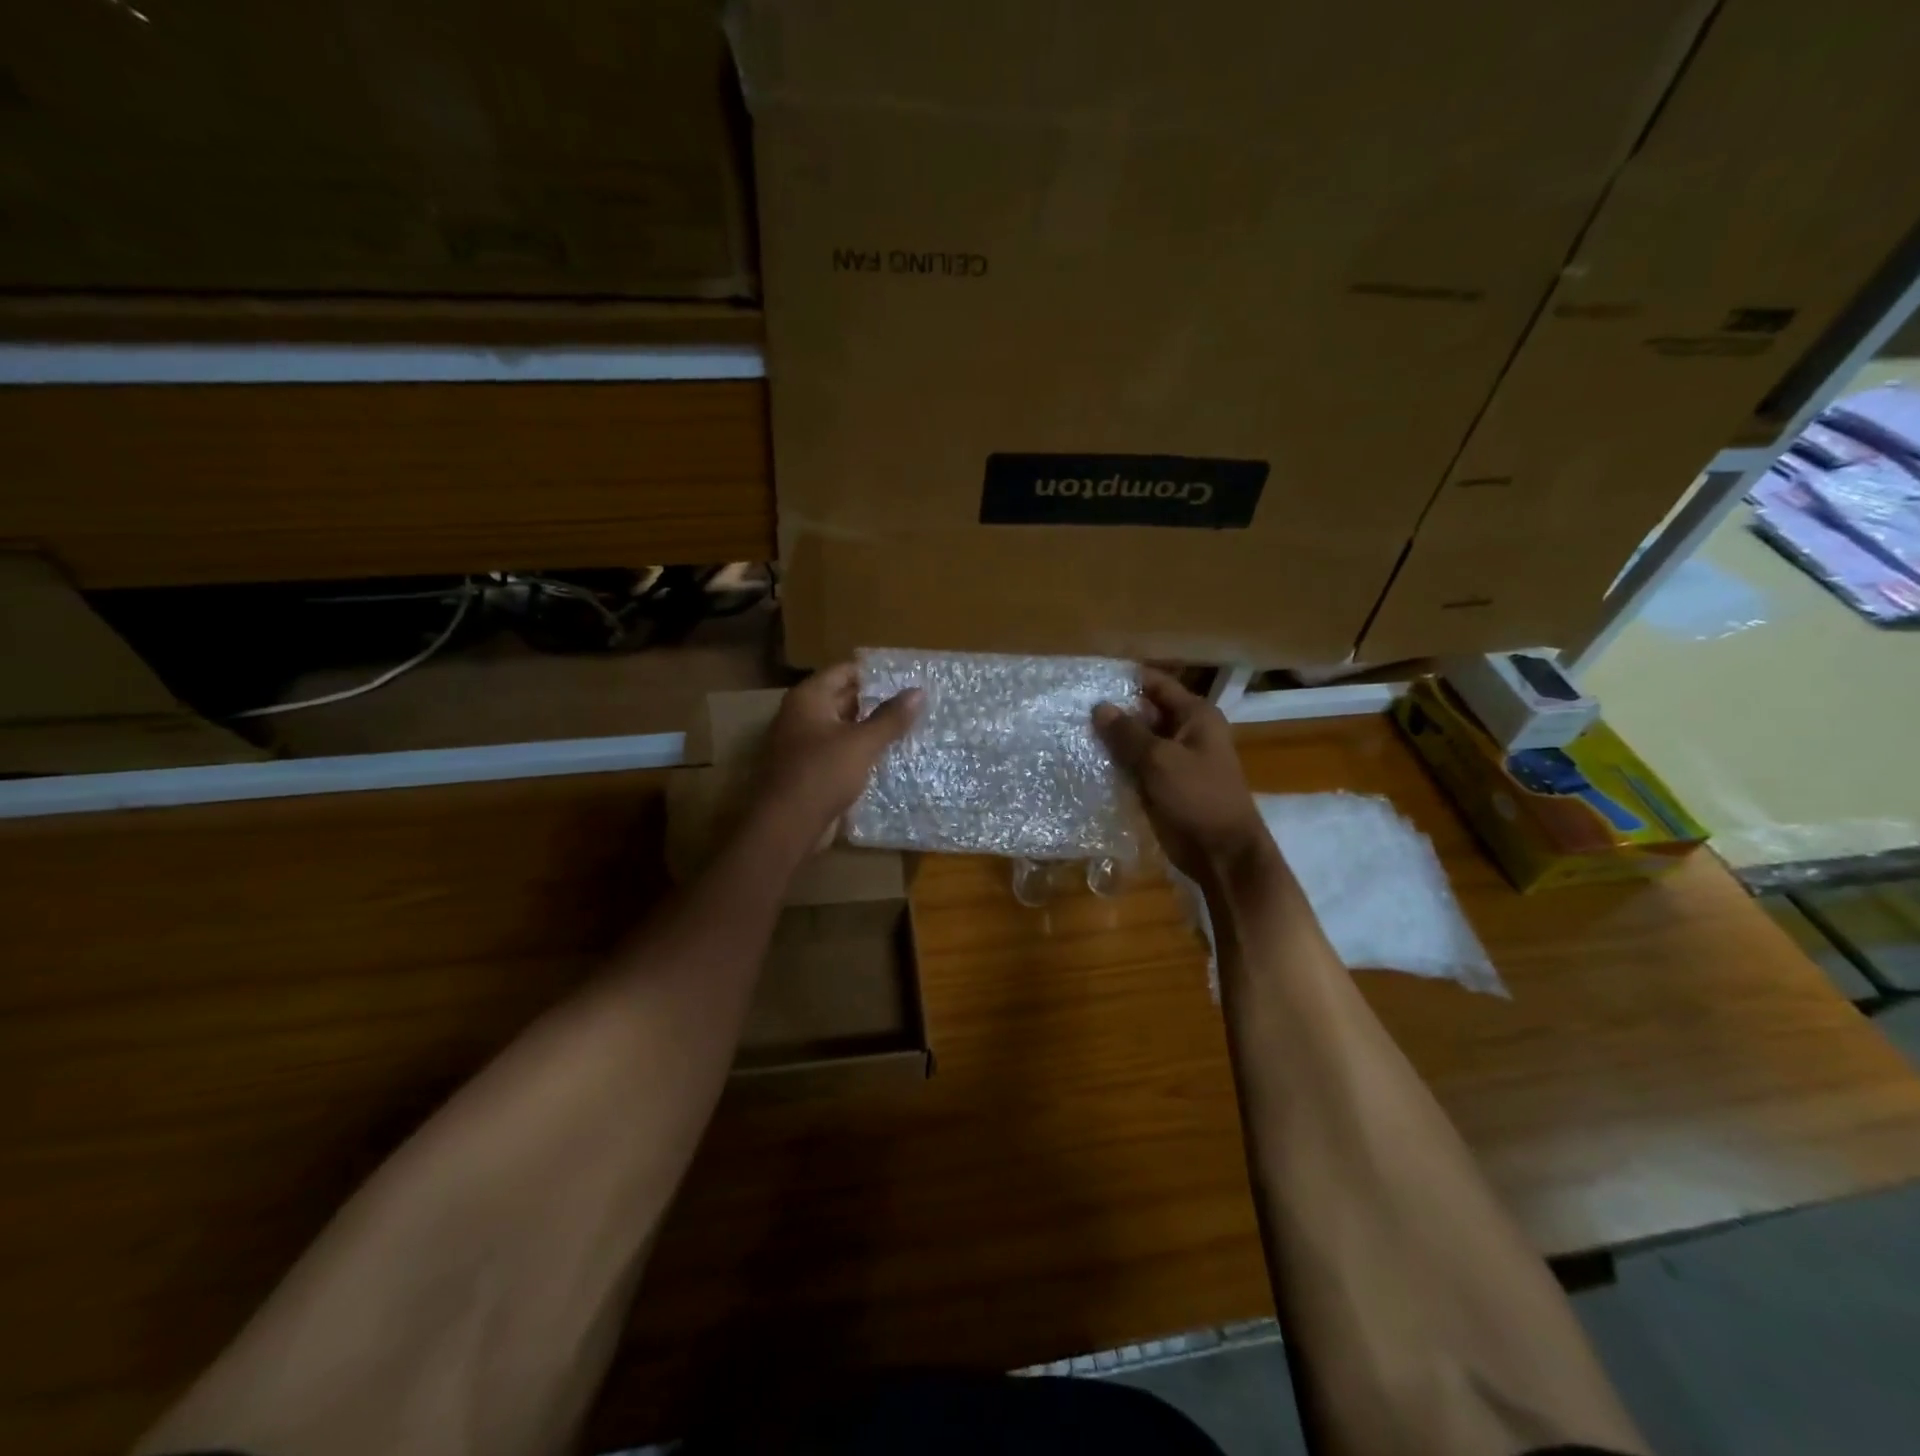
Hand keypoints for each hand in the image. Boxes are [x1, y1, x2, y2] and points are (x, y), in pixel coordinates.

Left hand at [756, 663, 923, 845]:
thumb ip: (890, 717)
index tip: (905, 676)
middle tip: (913, 701)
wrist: (787, 826)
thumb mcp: (862, 743)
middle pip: (842, 698)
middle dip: (875, 700)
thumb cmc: (822, 774)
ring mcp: (803, 745)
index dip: (873, 672)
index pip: (843, 671)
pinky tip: (889, 756)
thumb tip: (918, 691)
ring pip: (843, 728)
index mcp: (808, 699)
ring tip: (909, 726)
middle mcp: (801, 716)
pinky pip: (839, 753)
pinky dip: (860, 752)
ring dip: (870, 728)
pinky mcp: (810, 771)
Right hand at [1093, 668, 1272, 882]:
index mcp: (1195, 716)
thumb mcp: (1160, 760)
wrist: (1221, 852)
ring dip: (1111, 740)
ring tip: (1071, 731)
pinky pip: (1135, 766)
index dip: (1125, 679)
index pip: (1156, 684)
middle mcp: (1186, 732)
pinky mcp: (1163, 784)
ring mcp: (1174, 760)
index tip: (1089, 678)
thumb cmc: (1198, 797)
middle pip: (1144, 712)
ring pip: (1137, 741)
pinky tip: (1085, 761)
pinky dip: (1116, 764)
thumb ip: (1127, 733)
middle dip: (1113, 711)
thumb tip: (1099, 706)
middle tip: (1072, 708)